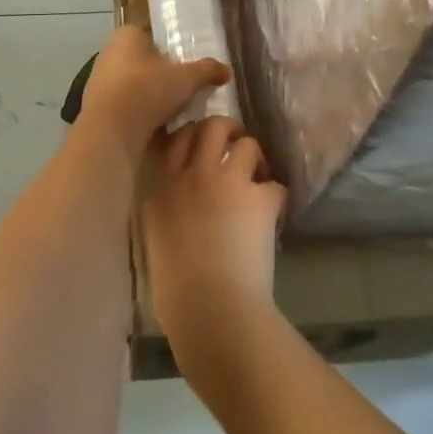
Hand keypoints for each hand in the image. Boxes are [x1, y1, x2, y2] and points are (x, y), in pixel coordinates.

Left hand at [77, 26, 230, 154]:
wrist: (110, 131)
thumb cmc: (147, 91)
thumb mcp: (187, 79)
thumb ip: (207, 70)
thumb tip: (226, 70)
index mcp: (127, 35)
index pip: (150, 33)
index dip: (169, 45)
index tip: (185, 60)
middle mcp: (108, 52)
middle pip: (142, 59)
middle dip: (161, 72)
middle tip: (184, 85)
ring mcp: (99, 80)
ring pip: (132, 83)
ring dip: (149, 94)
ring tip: (174, 108)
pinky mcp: (96, 106)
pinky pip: (124, 104)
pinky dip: (138, 111)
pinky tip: (155, 124)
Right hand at [141, 116, 287, 373]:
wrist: (210, 308)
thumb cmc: (174, 287)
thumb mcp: (156, 236)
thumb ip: (167, 207)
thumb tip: (181, 200)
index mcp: (161, 186)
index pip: (175, 136)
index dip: (192, 136)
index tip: (201, 147)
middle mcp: (191, 173)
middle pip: (212, 125)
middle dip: (228, 131)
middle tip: (236, 148)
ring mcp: (226, 181)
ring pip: (247, 143)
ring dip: (255, 159)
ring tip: (258, 180)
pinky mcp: (259, 197)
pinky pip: (275, 184)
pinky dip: (276, 197)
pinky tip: (274, 214)